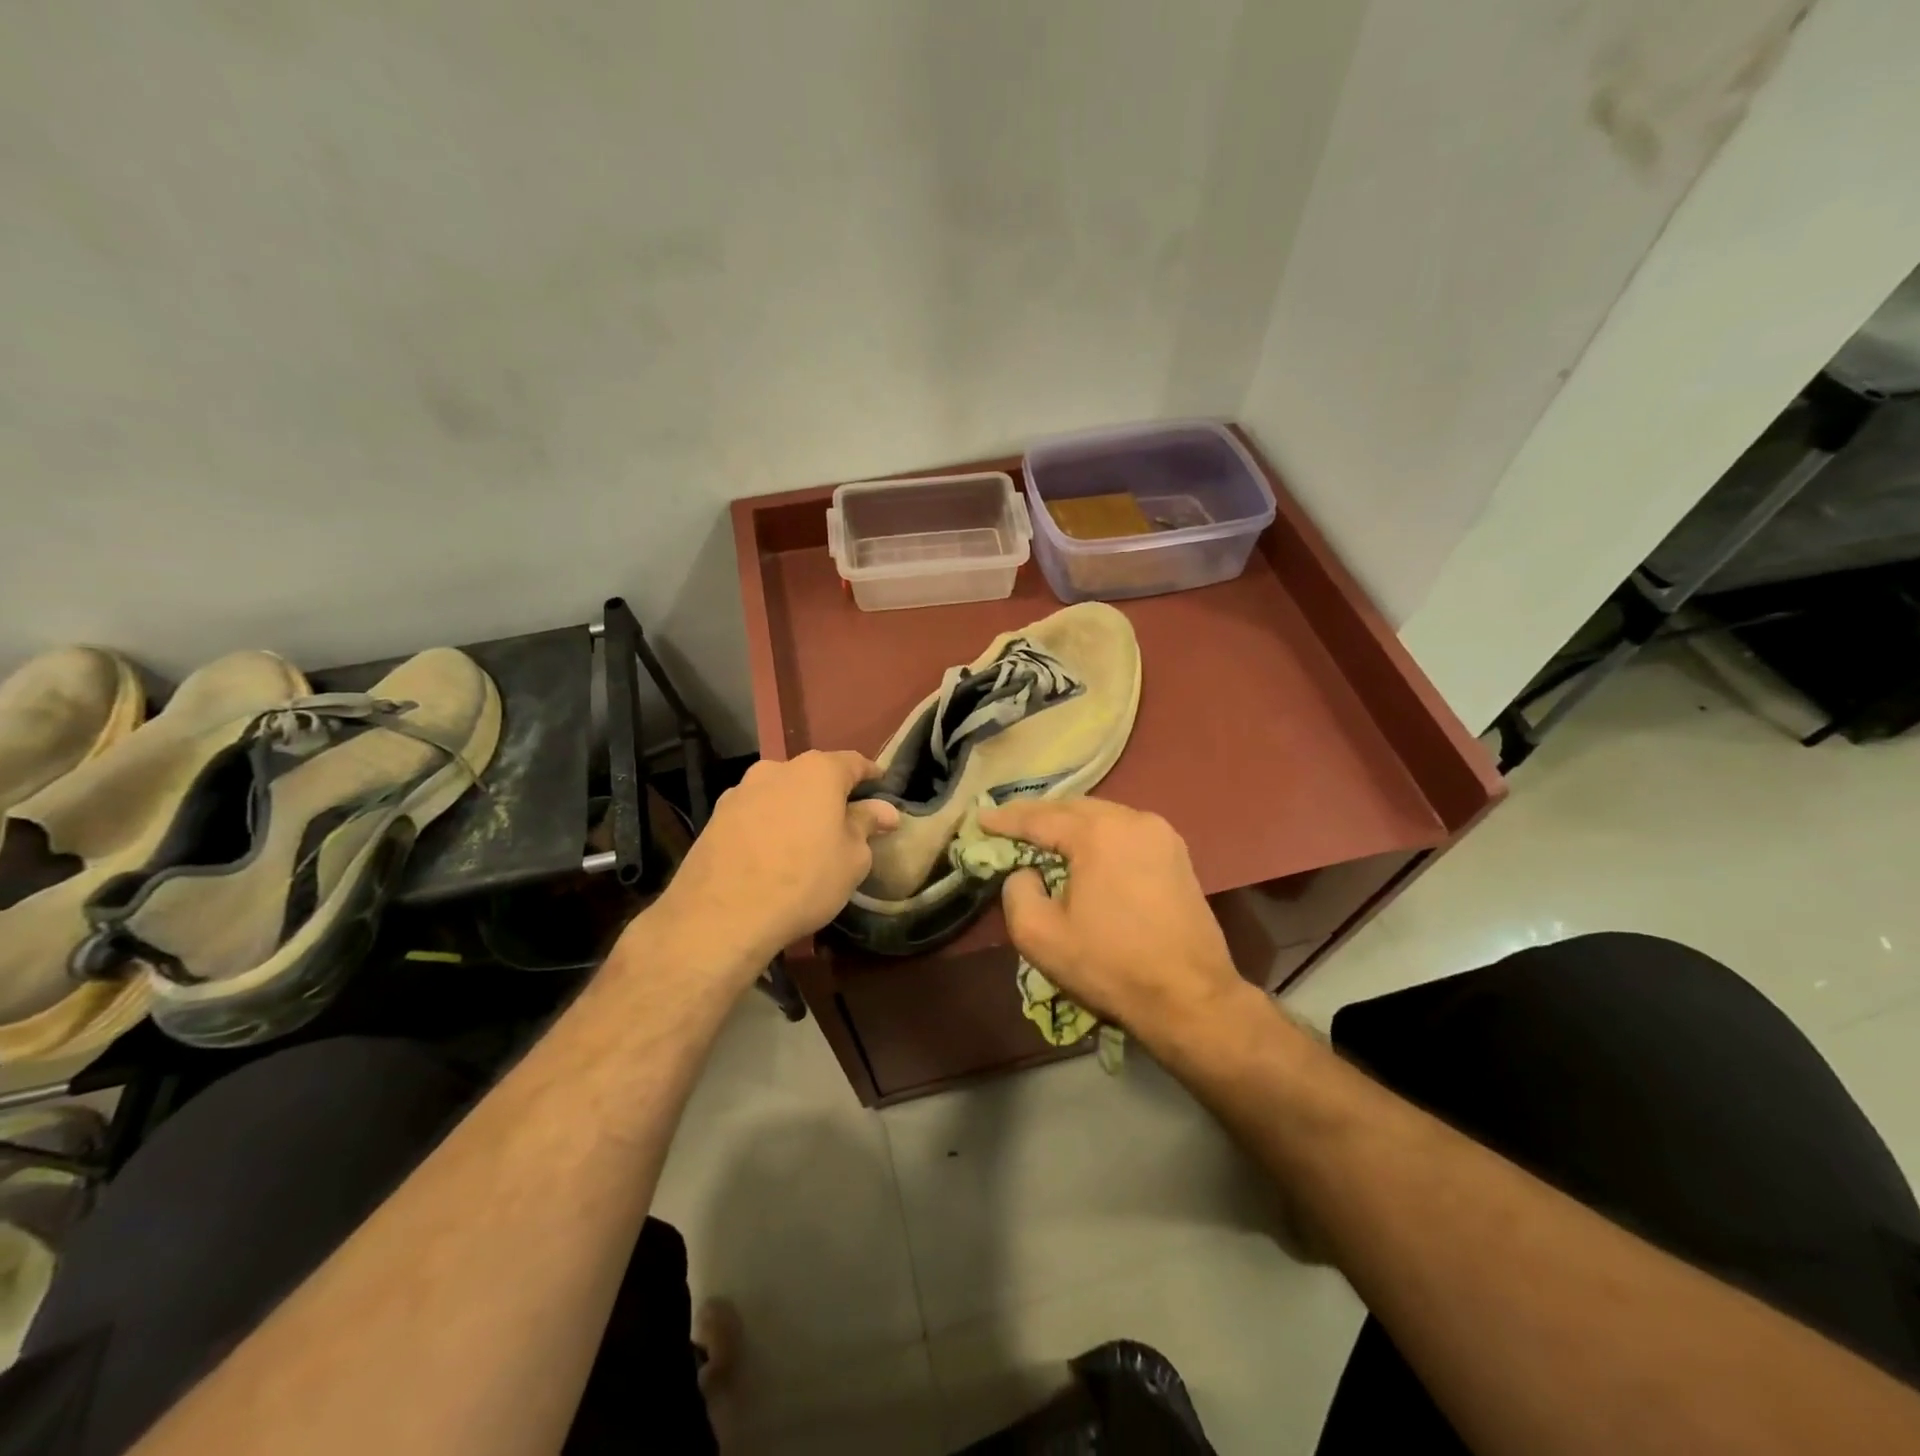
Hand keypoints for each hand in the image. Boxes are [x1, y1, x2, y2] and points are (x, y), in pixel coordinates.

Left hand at [654, 751, 898, 981]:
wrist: (722, 916)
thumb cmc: (804, 880)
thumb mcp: (852, 858)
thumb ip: (867, 825)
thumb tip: (884, 810)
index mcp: (817, 771)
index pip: (853, 762)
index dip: (870, 773)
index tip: (881, 785)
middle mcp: (776, 770)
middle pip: (812, 775)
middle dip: (829, 793)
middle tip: (843, 820)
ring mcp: (741, 791)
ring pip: (780, 793)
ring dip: (795, 808)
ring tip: (805, 839)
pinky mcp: (716, 817)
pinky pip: (755, 814)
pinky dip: (768, 825)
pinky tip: (772, 853)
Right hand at [979, 797, 1243, 1042]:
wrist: (1190, 997)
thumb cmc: (1110, 965)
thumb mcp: (1040, 935)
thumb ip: (1017, 891)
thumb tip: (1026, 872)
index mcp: (1098, 832)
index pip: (1039, 817)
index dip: (1006, 819)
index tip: (980, 818)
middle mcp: (1132, 819)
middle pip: (1073, 808)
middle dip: (1039, 815)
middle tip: (1009, 825)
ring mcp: (1161, 834)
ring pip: (1102, 816)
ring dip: (1070, 824)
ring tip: (1044, 837)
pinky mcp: (1177, 854)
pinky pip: (1126, 831)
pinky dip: (1099, 835)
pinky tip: (1086, 852)